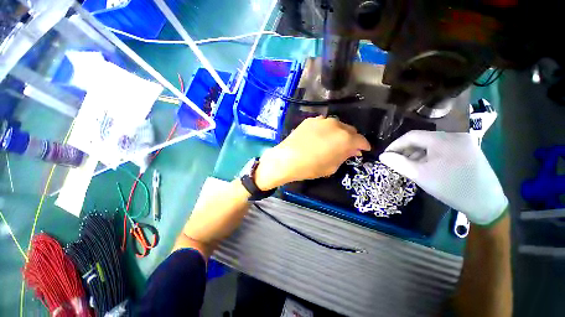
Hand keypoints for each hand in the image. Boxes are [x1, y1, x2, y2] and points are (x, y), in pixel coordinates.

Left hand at [255, 116, 370, 189]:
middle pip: (350, 130)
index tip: (363, 150)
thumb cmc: (311, 167)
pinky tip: (319, 137)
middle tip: (347, 147)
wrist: (287, 159)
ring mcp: (322, 120)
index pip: (361, 140)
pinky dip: (326, 130)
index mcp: (345, 138)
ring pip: (337, 125)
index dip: (364, 146)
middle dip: (351, 139)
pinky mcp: (310, 120)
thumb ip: (345, 156)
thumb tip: (353, 150)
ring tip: (332, 141)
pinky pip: (323, 124)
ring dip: (339, 133)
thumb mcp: (332, 167)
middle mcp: (336, 125)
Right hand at [379, 130, 507, 224]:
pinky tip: (427, 166)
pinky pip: (443, 148)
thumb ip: (398, 163)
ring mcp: (465, 142)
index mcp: (444, 140)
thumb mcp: (420, 176)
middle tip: (397, 162)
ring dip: (418, 153)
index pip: (412, 136)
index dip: (395, 145)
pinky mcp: (470, 149)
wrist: (486, 204)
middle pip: (423, 139)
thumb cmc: (451, 189)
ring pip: (432, 144)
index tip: (386, 156)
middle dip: (407, 150)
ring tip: (411, 166)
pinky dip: (431, 155)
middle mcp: (455, 136)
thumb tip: (383, 156)